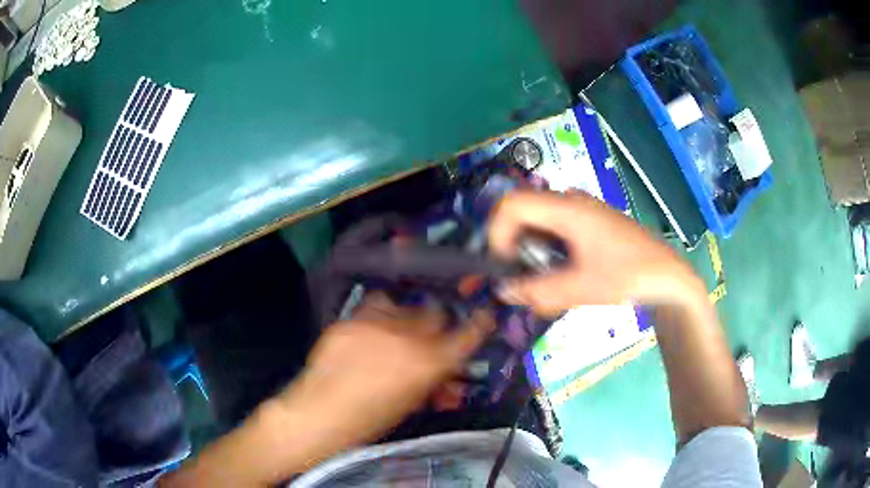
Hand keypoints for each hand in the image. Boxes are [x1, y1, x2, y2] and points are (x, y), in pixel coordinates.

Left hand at [278, 292, 494, 446]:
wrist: (320, 413)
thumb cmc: (370, 422)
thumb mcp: (411, 404)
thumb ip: (433, 385)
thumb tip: (449, 380)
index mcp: (428, 363)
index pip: (467, 334)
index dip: (478, 325)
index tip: (483, 318)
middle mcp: (406, 336)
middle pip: (436, 313)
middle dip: (438, 325)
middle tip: (430, 338)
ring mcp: (376, 323)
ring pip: (406, 303)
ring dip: (409, 316)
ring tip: (399, 331)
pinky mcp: (351, 318)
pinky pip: (375, 306)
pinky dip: (381, 314)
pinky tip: (375, 329)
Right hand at [489, 190, 702, 315]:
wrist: (668, 276)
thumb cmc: (628, 276)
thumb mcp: (582, 287)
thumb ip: (538, 291)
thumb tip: (503, 291)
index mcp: (567, 208)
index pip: (513, 205)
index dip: (497, 234)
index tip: (502, 267)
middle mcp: (571, 202)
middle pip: (523, 214)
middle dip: (513, 249)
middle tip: (519, 281)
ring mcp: (582, 211)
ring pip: (539, 225)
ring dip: (532, 254)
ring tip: (541, 285)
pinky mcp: (590, 224)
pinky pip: (555, 232)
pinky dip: (548, 254)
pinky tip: (560, 277)